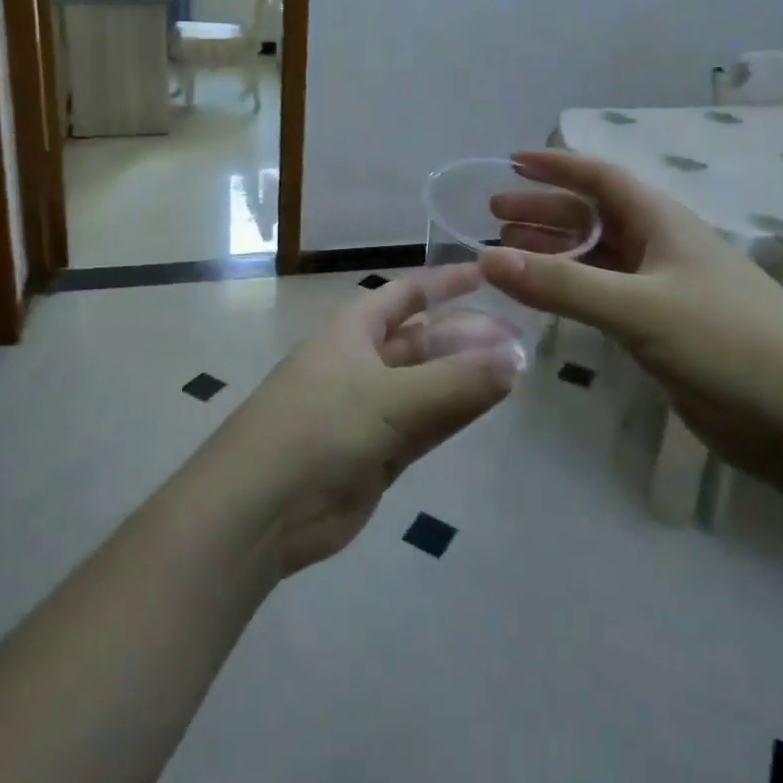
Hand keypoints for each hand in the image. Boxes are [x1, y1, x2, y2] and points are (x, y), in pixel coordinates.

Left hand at [212, 266, 522, 575]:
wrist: (262, 507)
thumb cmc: (320, 425)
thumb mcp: (390, 396)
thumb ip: (457, 380)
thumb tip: (516, 356)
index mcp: (353, 330)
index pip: (407, 295)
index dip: (445, 283)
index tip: (489, 275)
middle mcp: (363, 362)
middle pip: (424, 340)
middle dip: (467, 336)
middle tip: (520, 339)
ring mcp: (371, 410)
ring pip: (430, 384)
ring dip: (468, 377)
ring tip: (517, 369)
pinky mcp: (379, 453)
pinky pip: (427, 423)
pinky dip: (457, 412)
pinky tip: (491, 402)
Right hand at [482, 151, 782, 482]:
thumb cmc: (729, 343)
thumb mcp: (640, 308)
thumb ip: (563, 285)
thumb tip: (486, 259)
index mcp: (662, 222)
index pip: (601, 177)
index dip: (556, 165)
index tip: (510, 162)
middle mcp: (660, 248)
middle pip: (592, 216)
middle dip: (544, 211)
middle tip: (494, 216)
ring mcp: (662, 290)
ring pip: (596, 259)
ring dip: (553, 253)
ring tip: (506, 254)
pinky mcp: (662, 331)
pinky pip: (603, 297)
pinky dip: (570, 292)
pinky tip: (544, 300)